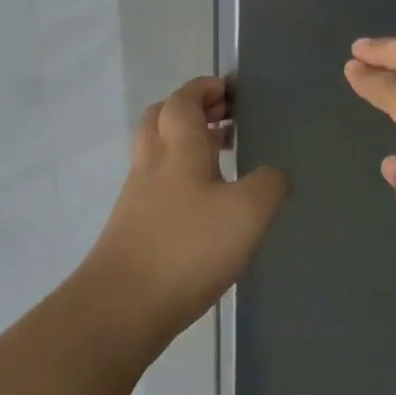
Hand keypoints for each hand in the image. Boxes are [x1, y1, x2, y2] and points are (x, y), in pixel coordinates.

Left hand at [83, 76, 287, 343]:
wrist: (122, 306)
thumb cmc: (188, 248)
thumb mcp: (247, 212)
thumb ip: (269, 184)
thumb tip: (273, 173)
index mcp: (177, 148)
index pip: (183, 100)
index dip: (203, 88)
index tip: (228, 89)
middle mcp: (152, 163)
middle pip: (162, 118)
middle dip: (191, 110)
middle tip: (224, 116)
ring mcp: (137, 195)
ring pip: (158, 151)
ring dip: (186, 143)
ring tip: (222, 156)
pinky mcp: (132, 226)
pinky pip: (157, 184)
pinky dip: (180, 177)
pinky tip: (205, 202)